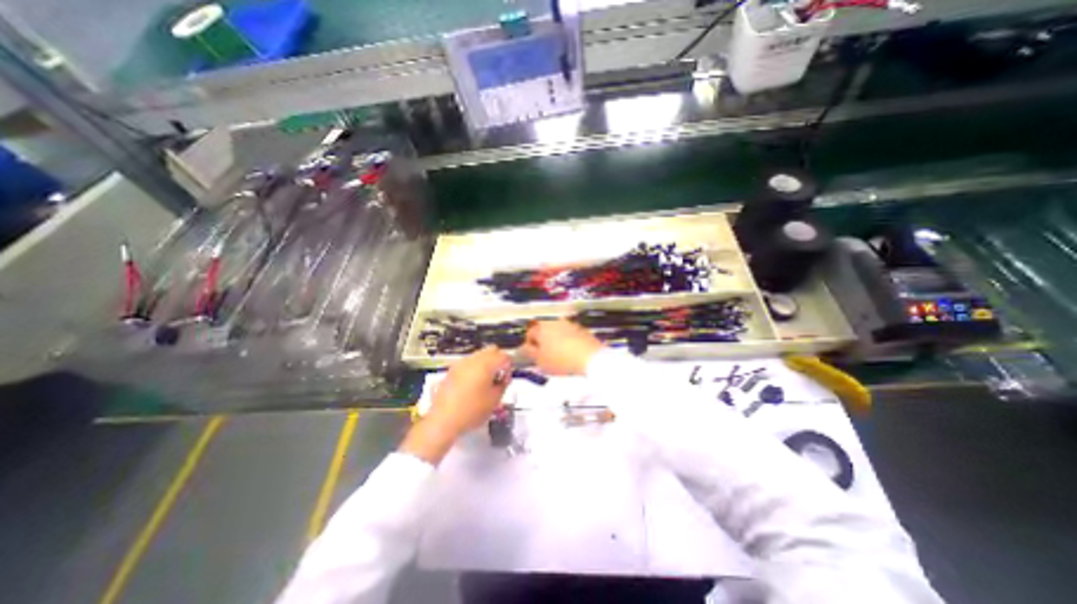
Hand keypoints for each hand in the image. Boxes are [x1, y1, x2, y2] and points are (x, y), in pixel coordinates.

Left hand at [398, 347, 511, 464]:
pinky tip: (472, 385)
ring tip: (485, 382)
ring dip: (486, 363)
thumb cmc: (473, 410)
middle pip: (491, 350)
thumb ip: (503, 384)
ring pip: (479, 355)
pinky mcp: (452, 370)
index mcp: (486, 364)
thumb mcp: (495, 400)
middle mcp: (473, 359)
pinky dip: (474, 368)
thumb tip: (503, 378)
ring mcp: (461, 363)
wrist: (443, 420)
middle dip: (498, 360)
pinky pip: (468, 363)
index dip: (508, 368)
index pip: (504, 356)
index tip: (505, 380)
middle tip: (497, 377)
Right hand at [522, 319, 604, 375]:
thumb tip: (525, 347)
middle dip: (543, 340)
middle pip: (544, 330)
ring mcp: (569, 323)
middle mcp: (554, 321)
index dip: (529, 344)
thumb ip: (530, 353)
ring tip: (558, 354)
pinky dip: (567, 341)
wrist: (590, 357)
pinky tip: (570, 352)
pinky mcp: (581, 329)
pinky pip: (569, 334)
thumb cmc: (561, 360)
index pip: (530, 333)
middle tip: (544, 355)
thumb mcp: (540, 361)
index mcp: (541, 327)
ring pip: (557, 331)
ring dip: (555, 340)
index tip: (532, 355)